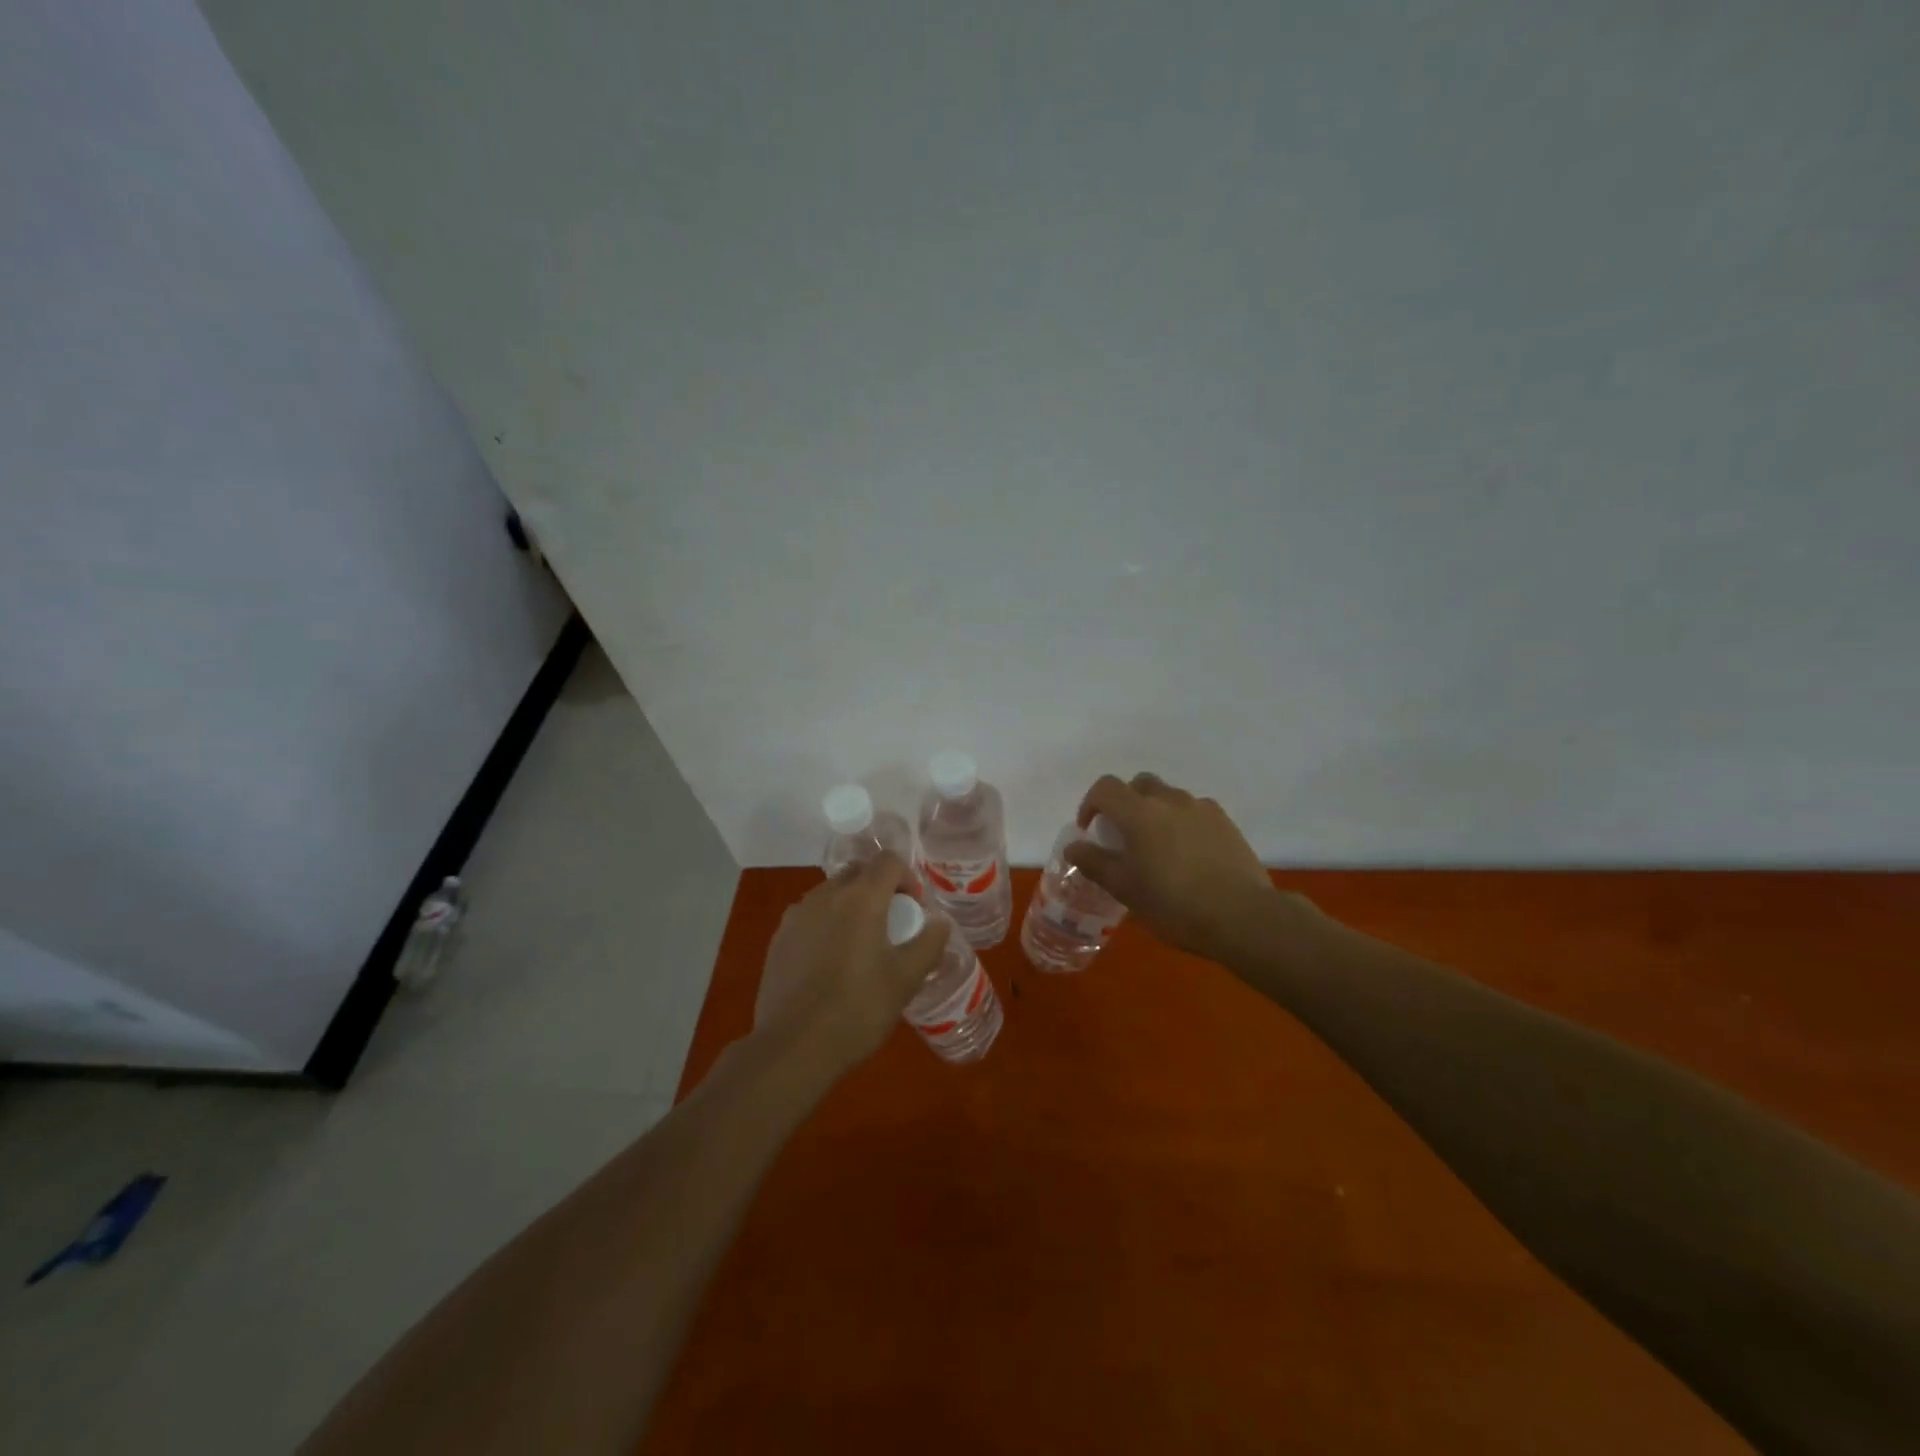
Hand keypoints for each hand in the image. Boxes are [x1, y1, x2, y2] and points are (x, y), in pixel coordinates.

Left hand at [753, 852, 947, 1075]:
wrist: (792, 1047)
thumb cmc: (857, 1010)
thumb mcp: (906, 980)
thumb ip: (928, 943)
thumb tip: (940, 922)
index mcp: (861, 898)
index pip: (888, 861)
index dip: (907, 877)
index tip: (913, 908)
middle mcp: (826, 895)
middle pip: (858, 871)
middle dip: (878, 887)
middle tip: (890, 924)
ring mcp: (797, 915)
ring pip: (831, 892)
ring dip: (851, 904)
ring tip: (860, 945)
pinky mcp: (779, 938)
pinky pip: (810, 915)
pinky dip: (826, 924)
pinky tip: (830, 962)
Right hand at [1065, 772, 1291, 963]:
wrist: (1243, 917)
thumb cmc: (1174, 904)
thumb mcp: (1125, 889)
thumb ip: (1095, 863)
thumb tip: (1074, 846)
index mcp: (1139, 813)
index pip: (1105, 788)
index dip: (1091, 803)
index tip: (1090, 829)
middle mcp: (1170, 800)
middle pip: (1140, 785)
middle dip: (1125, 803)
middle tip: (1124, 835)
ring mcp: (1202, 809)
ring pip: (1169, 797)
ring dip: (1156, 812)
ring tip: (1158, 847)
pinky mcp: (1226, 823)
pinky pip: (1195, 812)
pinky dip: (1183, 823)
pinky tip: (1189, 854)